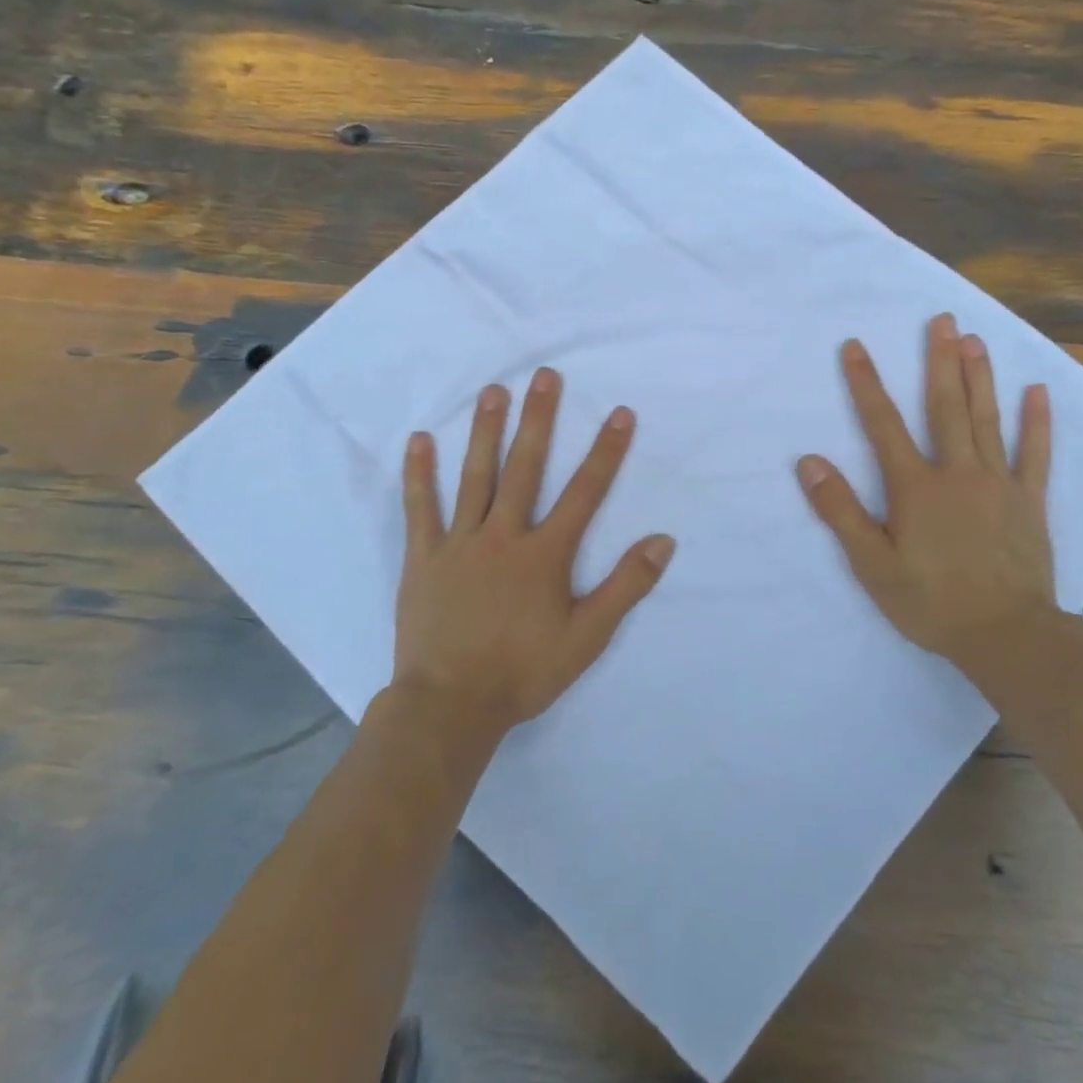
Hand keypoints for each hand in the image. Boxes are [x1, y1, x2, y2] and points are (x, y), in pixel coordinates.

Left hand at [395, 367, 675, 734]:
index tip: (620, 413)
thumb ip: (626, 586)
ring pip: (475, 477)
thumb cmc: (524, 672)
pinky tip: (419, 439)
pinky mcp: (423, 557)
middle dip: (539, 419)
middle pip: (525, 468)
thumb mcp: (588, 638)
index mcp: (545, 554)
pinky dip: (419, 474)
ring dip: (486, 431)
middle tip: (546, 376)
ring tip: (494, 390)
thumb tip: (663, 540)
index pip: (585, 492)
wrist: (450, 706)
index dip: (606, 451)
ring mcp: (460, 543)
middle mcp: (504, 536)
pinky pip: (420, 508)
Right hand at [796, 313, 1055, 670]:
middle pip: (944, 407)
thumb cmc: (931, 602)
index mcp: (915, 487)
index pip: (882, 424)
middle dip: (939, 361)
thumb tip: (810, 462)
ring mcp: (998, 484)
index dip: (865, 383)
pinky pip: (1035, 454)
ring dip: (979, 377)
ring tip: (976, 340)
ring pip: (987, 420)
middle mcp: (957, 472)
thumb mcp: (872, 564)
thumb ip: (840, 511)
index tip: (854, 346)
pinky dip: (1037, 422)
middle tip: (942, 320)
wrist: (1007, 636)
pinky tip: (1038, 391)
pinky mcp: (1029, 501)